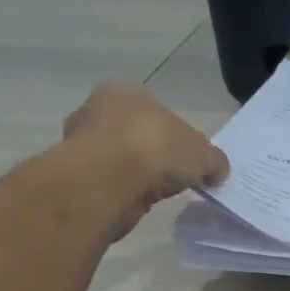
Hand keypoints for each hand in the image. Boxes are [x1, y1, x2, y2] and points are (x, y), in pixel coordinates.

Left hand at [62, 83, 228, 205]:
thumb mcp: (203, 155)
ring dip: (133, 171)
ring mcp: (79, 140)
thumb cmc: (157, 149)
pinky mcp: (73, 172)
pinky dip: (120, 188)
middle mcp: (97, 108)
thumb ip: (214, 161)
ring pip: (116, 155)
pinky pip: (106, 178)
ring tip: (153, 191)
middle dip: (150, 151)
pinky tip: (134, 200)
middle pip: (133, 131)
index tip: (186, 158)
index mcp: (127, 91)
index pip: (156, 110)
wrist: (108, 181)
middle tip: (171, 175)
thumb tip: (216, 171)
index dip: (175, 134)